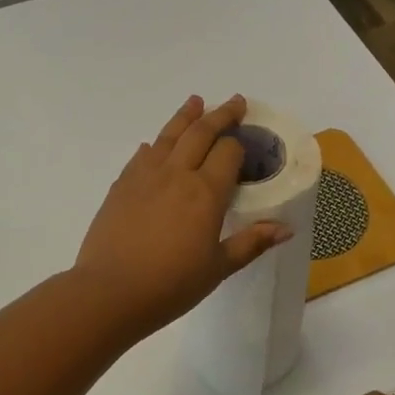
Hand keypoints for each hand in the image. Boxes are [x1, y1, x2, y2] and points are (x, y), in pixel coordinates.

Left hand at [73, 95, 290, 338]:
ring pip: (169, 135)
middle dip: (220, 115)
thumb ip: (250, 243)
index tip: (247, 140)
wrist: (109, 292)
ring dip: (185, 116)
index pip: (228, 152)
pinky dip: (155, 145)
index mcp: (206, 193)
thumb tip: (285, 229)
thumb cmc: (170, 285)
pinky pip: (142, 155)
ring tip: (196, 102)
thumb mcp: (217, 268)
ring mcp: (145, 176)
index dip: (239, 144)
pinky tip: (155, 145)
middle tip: (234, 102)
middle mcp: (177, 174)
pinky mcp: (121, 185)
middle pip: (201, 133)